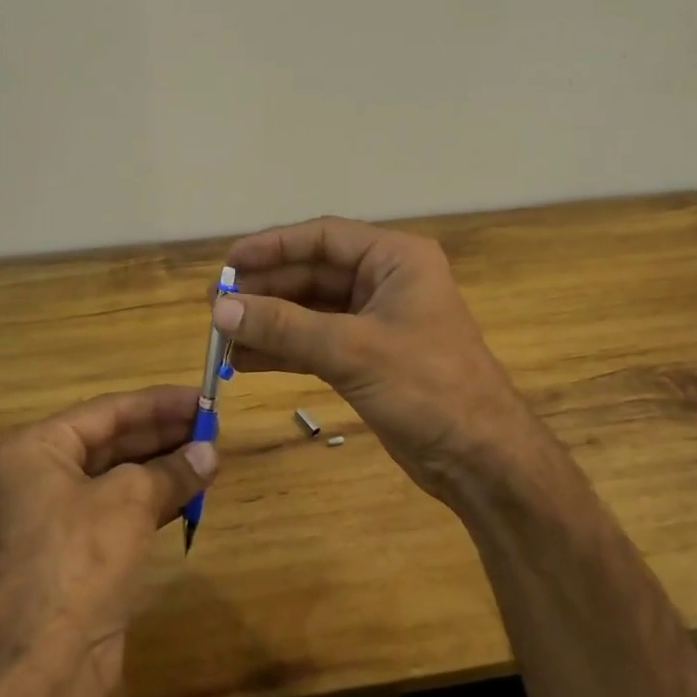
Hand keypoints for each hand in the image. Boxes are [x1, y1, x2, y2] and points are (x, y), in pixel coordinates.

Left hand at [0, 386, 216, 695]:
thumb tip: (209, 453)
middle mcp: (42, 477)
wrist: (41, 668)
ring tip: (211, 457)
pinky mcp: (78, 555)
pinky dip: (156, 501)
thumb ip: (172, 470)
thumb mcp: (130, 500)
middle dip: (164, 435)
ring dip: (165, 468)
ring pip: (120, 478)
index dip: (159, 403)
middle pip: (113, 441)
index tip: (202, 398)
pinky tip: (192, 495)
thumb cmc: (78, 559)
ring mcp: (58, 518)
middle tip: (213, 427)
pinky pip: (121, 512)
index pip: (109, 410)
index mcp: (38, 449)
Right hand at [214, 217, 543, 502]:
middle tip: (216, 305)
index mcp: (395, 259)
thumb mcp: (351, 349)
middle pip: (312, 274)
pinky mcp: (368, 358)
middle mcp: (385, 281)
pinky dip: (283, 349)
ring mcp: (375, 321)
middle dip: (266, 289)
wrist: (480, 458)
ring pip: (310, 310)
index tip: (228, 263)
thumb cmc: (426, 386)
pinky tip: (246, 359)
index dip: (273, 246)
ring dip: (269, 321)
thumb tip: (220, 309)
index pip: (323, 238)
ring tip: (222, 334)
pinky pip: (316, 342)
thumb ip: (284, 326)